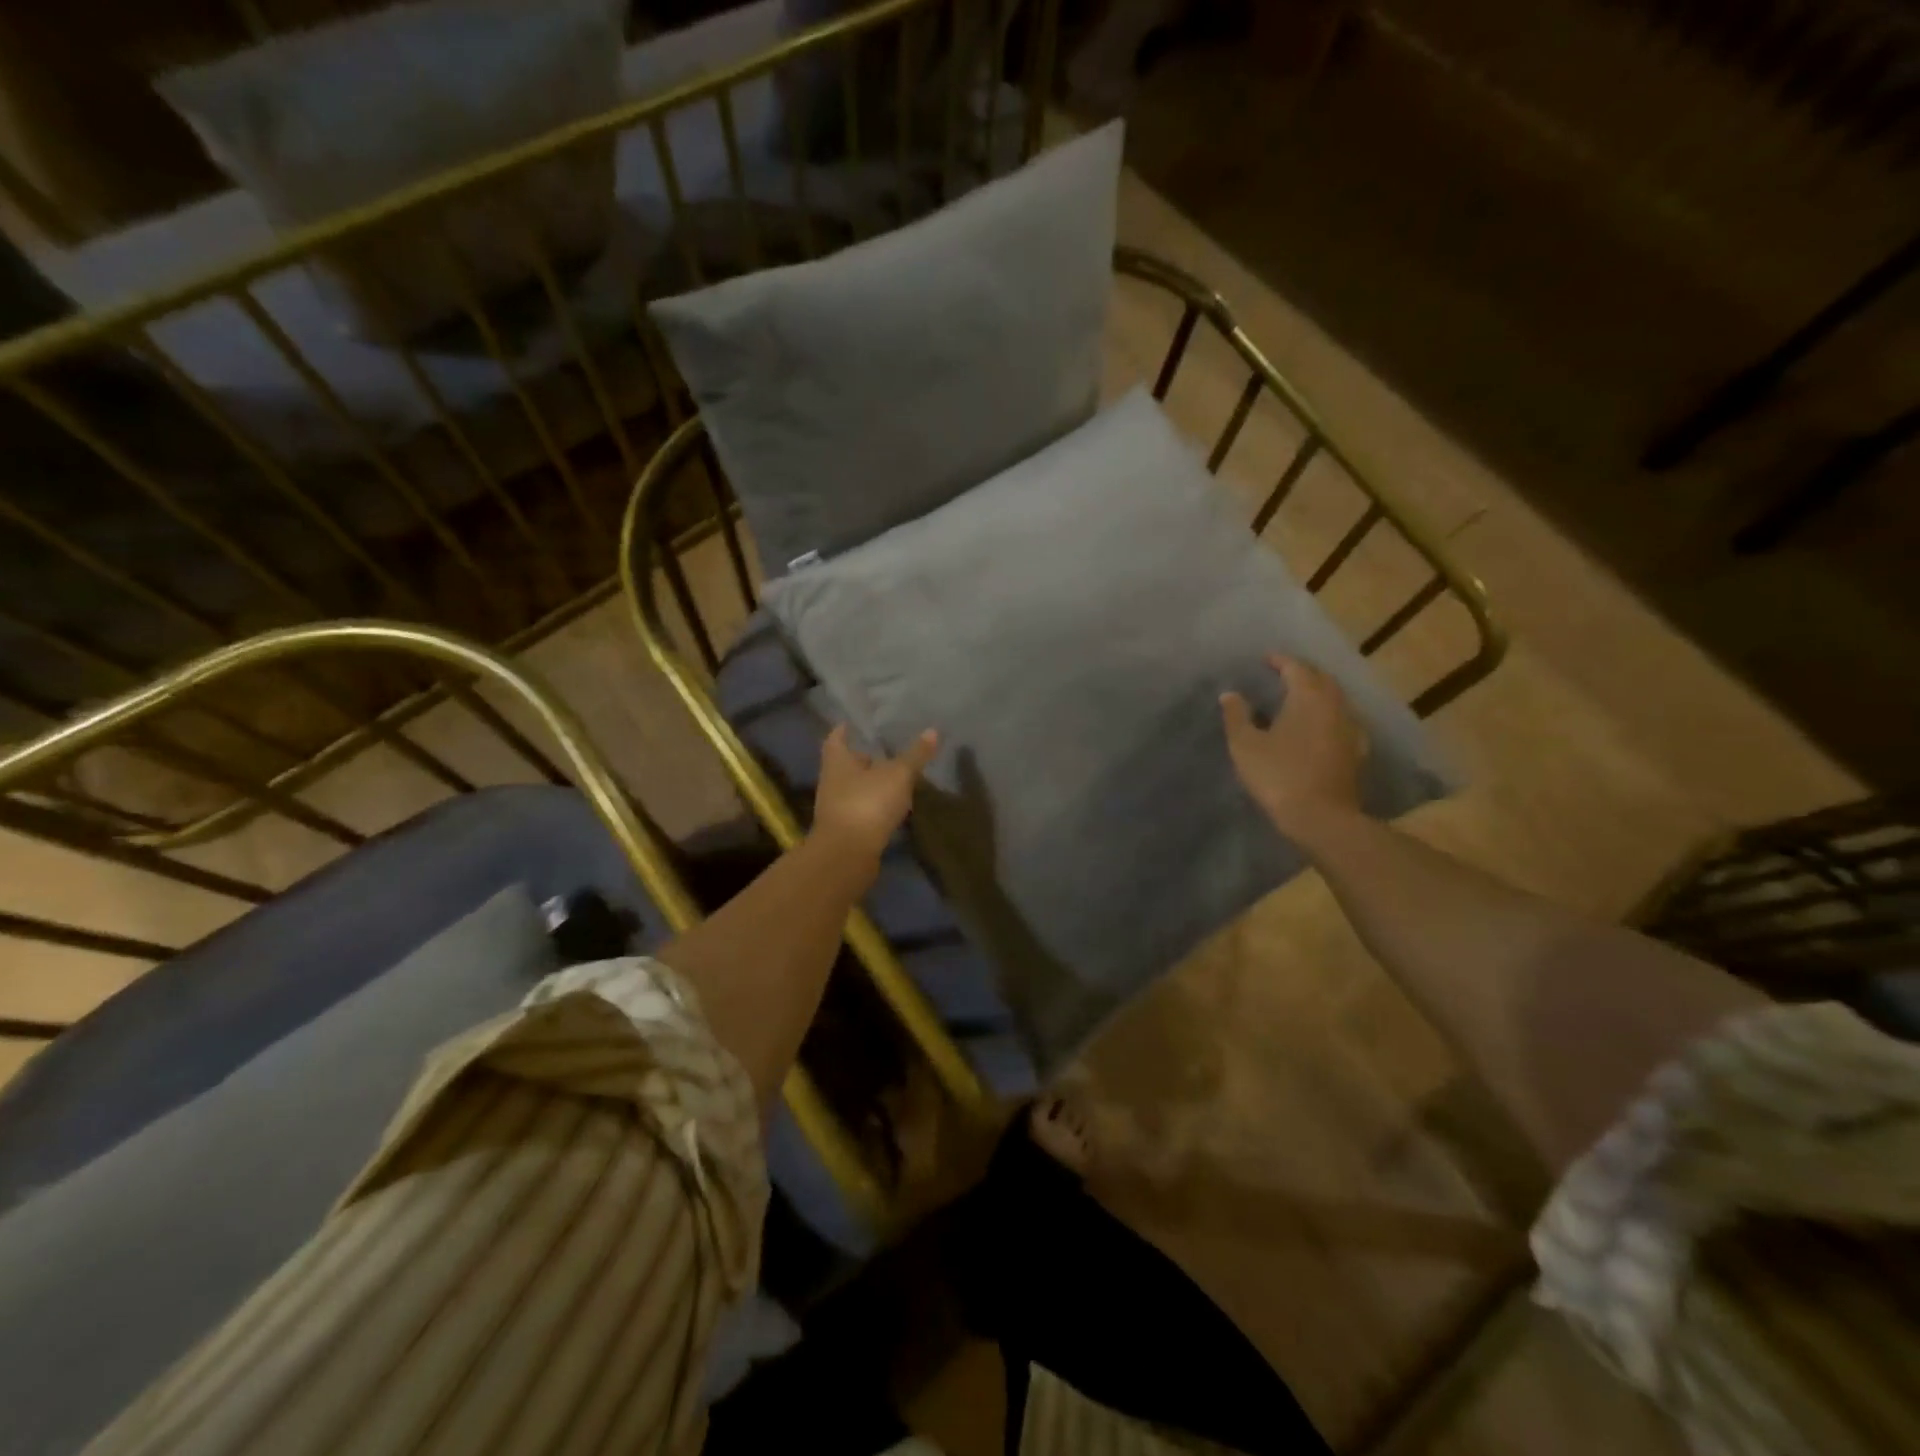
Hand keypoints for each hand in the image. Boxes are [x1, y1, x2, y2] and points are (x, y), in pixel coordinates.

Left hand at [811, 724, 938, 860]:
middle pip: (845, 764)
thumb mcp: (898, 774)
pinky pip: (862, 810)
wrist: (848, 855)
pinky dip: (875, 806)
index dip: (844, 730)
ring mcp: (837, 808)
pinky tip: (893, 806)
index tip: (854, 723)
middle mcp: (832, 782)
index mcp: (837, 761)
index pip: (836, 738)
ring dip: (871, 784)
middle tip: (884, 750)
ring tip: (895, 777)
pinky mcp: (847, 831)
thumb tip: (933, 731)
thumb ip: (915, 755)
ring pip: (854, 788)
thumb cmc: (867, 803)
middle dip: (863, 758)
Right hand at [1221, 655, 1366, 842]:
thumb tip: (1230, 694)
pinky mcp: (1357, 751)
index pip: (1296, 667)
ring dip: (1318, 694)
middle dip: (1303, 673)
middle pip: (1322, 680)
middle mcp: (1335, 706)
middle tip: (1282, 675)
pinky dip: (1328, 716)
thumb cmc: (1278, 775)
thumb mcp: (1245, 745)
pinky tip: (1318, 728)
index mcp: (1308, 697)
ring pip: (1335, 700)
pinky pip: (1342, 722)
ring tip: (1297, 699)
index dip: (1280, 661)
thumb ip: (1237, 716)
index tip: (1265, 659)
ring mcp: (1351, 729)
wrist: (1321, 818)